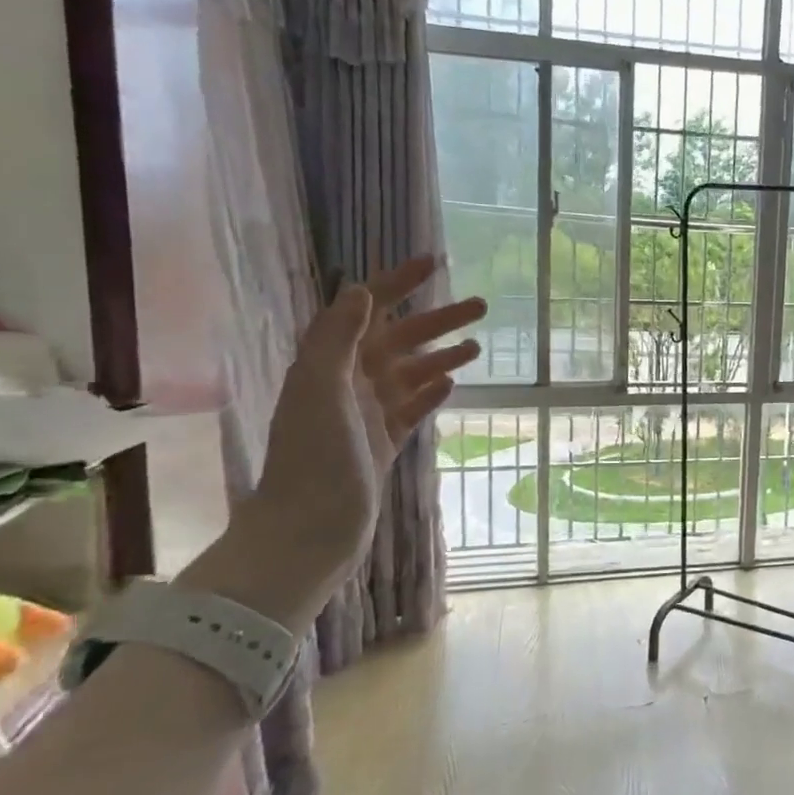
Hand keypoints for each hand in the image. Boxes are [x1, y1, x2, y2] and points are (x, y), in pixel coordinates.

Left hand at [230, 256, 484, 624]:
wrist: (311, 531)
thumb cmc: (315, 459)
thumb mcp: (321, 391)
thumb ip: (337, 339)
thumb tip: (361, 290)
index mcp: (330, 364)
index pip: (367, 309)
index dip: (398, 283)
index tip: (435, 263)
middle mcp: (348, 382)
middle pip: (399, 339)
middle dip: (439, 320)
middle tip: (482, 306)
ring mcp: (366, 414)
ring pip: (411, 372)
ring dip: (443, 355)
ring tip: (479, 347)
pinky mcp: (381, 442)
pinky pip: (411, 408)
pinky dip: (431, 393)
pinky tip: (452, 384)